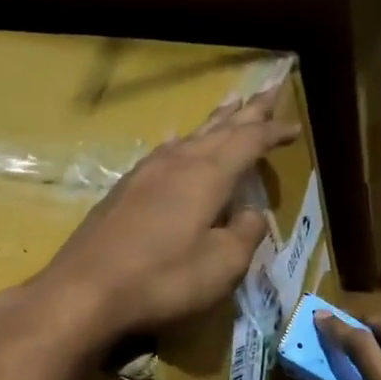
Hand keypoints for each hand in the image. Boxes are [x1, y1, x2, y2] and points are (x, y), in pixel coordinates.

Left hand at [13, 89, 300, 347]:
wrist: (85, 290)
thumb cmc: (163, 279)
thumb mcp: (222, 265)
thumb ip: (245, 235)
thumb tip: (251, 215)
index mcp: (207, 175)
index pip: (249, 142)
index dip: (274, 133)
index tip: (295, 127)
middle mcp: (177, 163)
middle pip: (219, 128)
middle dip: (248, 111)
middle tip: (268, 88)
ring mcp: (145, 173)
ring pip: (190, 136)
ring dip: (215, 121)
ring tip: (230, 105)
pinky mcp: (124, 190)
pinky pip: (166, 153)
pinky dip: (185, 143)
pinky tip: (180, 145)